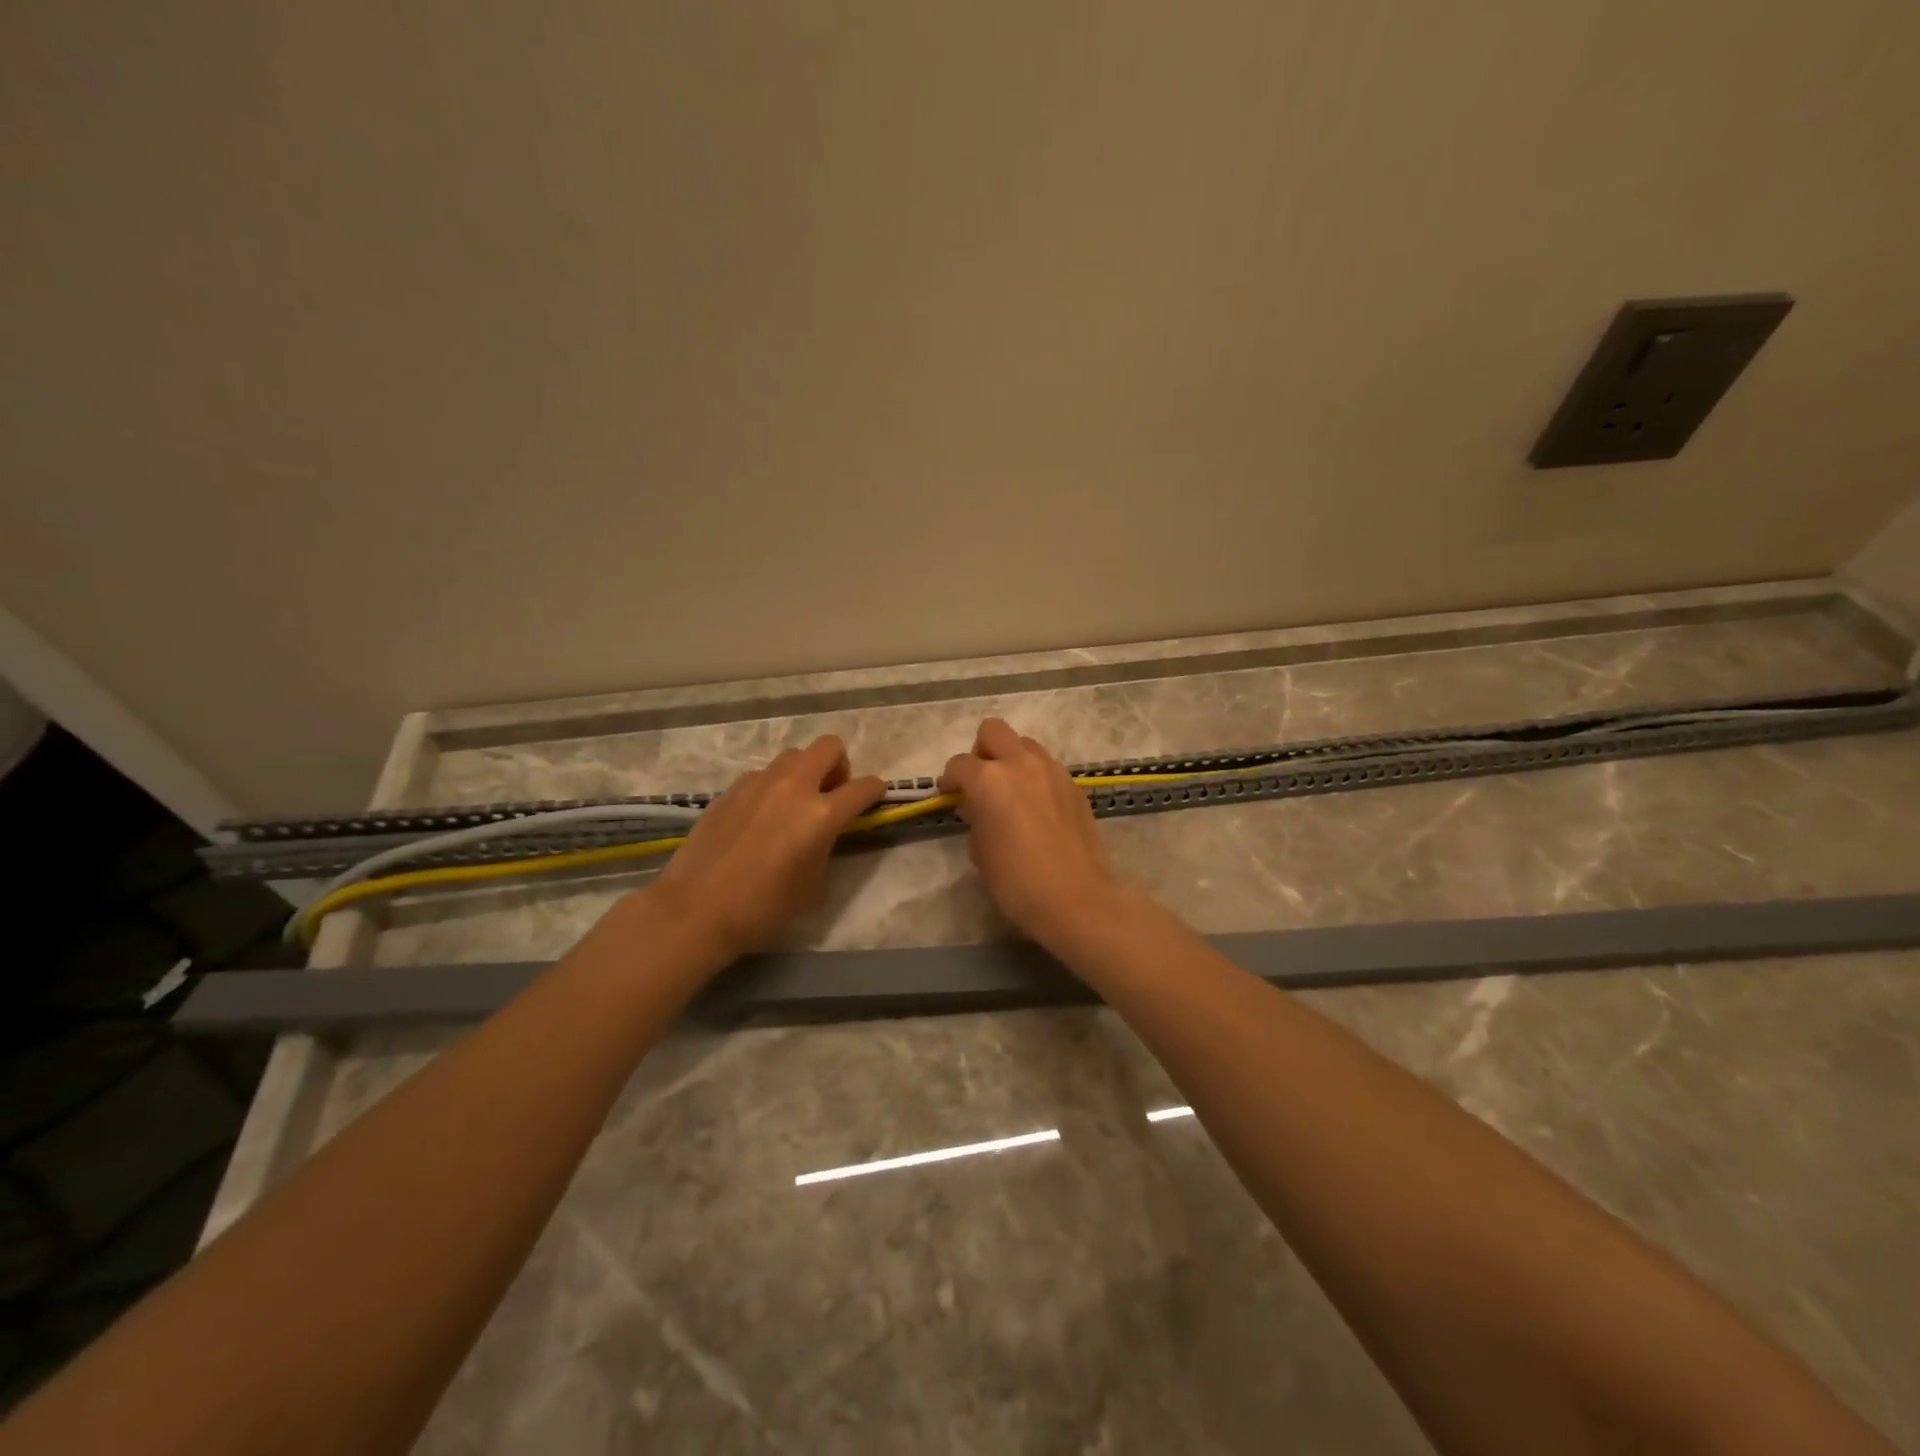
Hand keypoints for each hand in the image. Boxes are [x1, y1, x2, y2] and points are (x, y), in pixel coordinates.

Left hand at [651, 736, 883, 958]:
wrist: (696, 909)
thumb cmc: (763, 908)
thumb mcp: (813, 884)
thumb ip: (827, 847)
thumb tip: (825, 833)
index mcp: (820, 815)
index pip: (862, 788)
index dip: (875, 791)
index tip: (874, 797)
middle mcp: (793, 787)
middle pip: (829, 747)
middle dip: (840, 765)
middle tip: (831, 794)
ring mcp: (758, 783)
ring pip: (793, 756)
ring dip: (805, 772)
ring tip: (795, 804)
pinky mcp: (731, 790)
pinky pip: (763, 774)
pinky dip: (773, 786)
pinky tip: (761, 816)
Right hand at [939, 718, 1127, 944]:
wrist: (1076, 899)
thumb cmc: (1016, 881)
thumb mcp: (980, 851)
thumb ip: (975, 817)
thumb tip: (976, 806)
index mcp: (989, 780)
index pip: (959, 764)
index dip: (950, 780)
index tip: (950, 797)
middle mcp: (1020, 764)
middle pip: (993, 731)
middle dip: (981, 751)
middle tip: (980, 782)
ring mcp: (1052, 771)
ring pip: (1025, 744)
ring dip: (1011, 759)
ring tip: (1011, 792)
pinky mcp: (1074, 785)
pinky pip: (1047, 766)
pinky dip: (1035, 776)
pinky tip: (1036, 806)